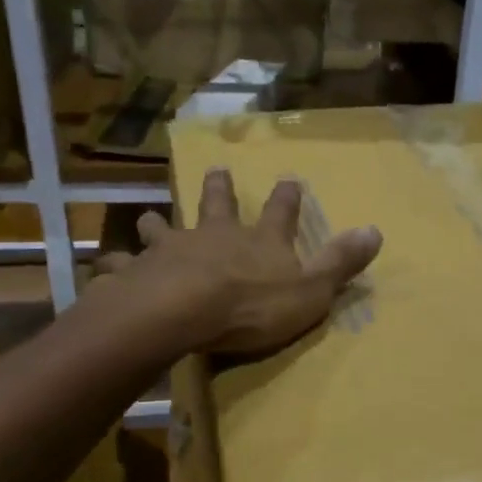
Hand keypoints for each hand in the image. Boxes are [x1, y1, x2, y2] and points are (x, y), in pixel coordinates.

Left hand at [92, 169, 381, 355]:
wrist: (185, 311)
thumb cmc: (252, 305)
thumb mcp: (311, 289)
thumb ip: (341, 262)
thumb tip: (377, 230)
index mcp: (258, 241)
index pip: (280, 213)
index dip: (287, 197)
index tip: (289, 178)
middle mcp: (214, 235)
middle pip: (216, 205)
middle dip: (218, 188)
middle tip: (214, 169)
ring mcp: (172, 250)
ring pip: (163, 227)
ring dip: (158, 222)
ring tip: (149, 216)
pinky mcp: (138, 273)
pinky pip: (122, 267)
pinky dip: (115, 267)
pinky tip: (105, 267)